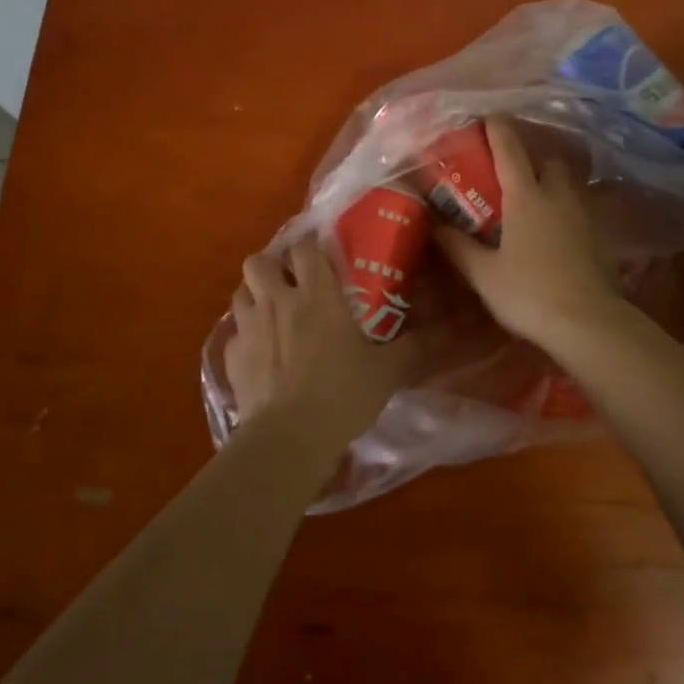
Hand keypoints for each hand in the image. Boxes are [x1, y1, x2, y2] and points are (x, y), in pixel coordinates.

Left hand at [224, 238, 427, 445]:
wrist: (288, 438)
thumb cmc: (341, 395)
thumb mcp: (388, 371)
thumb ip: (417, 346)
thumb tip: (451, 330)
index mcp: (316, 295)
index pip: (304, 247)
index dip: (310, 245)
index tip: (322, 252)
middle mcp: (277, 301)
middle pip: (259, 261)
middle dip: (272, 265)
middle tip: (291, 282)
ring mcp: (248, 328)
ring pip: (240, 291)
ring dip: (255, 295)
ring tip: (273, 312)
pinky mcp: (231, 357)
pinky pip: (234, 333)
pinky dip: (246, 335)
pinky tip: (261, 353)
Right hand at [433, 117, 619, 346]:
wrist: (588, 323)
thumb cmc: (529, 294)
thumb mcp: (483, 274)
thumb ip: (457, 245)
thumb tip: (431, 223)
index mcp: (526, 196)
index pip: (510, 149)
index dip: (497, 128)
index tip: (487, 117)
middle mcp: (557, 195)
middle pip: (547, 159)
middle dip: (530, 157)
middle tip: (509, 172)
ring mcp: (584, 213)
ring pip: (567, 182)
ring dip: (550, 181)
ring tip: (532, 199)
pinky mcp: (600, 234)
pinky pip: (580, 207)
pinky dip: (565, 208)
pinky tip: (555, 230)